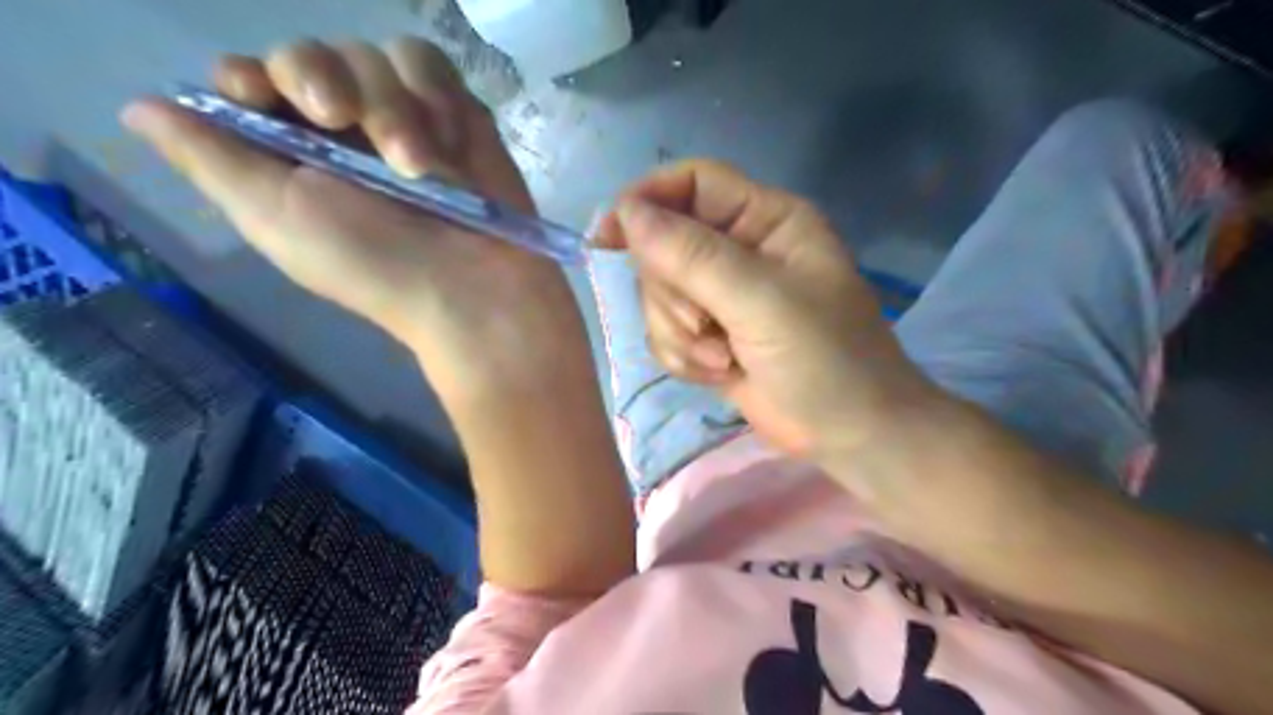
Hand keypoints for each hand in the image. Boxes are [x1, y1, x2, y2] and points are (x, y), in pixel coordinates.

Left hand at [121, 37, 582, 401]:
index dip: (253, 77)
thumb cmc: (374, 264)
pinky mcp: (456, 115)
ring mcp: (404, 120)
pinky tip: (449, 147)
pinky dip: (435, 97)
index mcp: (294, 159)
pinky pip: (429, 64)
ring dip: (392, 107)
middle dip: (325, 80)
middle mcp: (346, 134)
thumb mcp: (277, 219)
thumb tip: (140, 109)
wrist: (475, 286)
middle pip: (311, 53)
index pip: (251, 81)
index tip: (266, 100)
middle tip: (343, 120)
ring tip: (419, 166)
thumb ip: (210, 160)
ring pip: (374, 55)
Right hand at [592, 161, 937, 459]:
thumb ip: (694, 256)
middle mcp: (740, 249)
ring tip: (721, 357)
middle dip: (673, 294)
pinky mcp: (709, 336)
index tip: (608, 236)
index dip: (647, 200)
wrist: (849, 435)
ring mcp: (722, 295)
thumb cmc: (826, 359)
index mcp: (765, 220)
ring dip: (678, 332)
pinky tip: (717, 372)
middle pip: (664, 244)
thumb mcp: (763, 302)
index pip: (693, 183)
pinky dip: (682, 356)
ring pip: (659, 294)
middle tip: (705, 324)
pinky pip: (664, 331)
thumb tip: (627, 213)